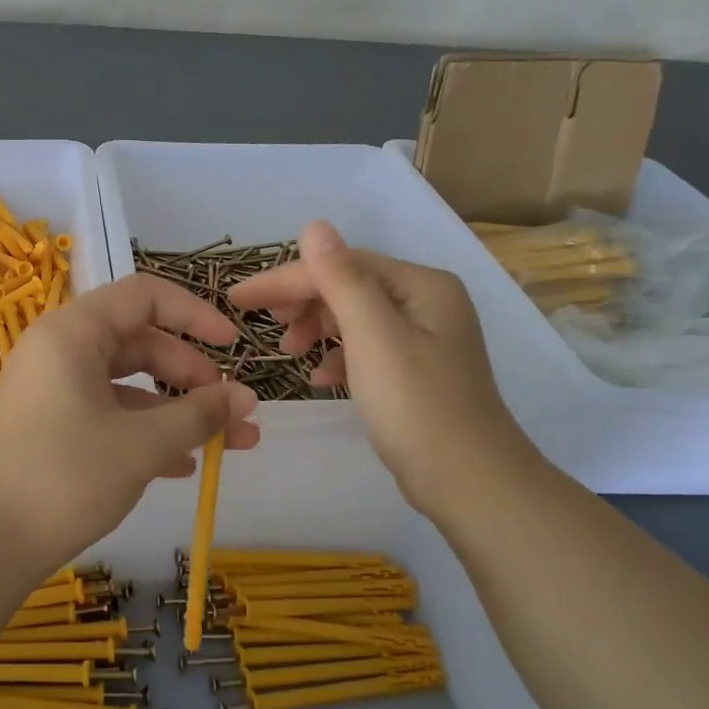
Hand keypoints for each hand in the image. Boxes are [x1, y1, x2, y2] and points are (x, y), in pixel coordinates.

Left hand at [0, 273, 259, 573]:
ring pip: (128, 384)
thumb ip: (199, 415)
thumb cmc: (67, 477)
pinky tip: (183, 466)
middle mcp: (59, 351)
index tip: (234, 345)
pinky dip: (146, 432)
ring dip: (177, 411)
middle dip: (192, 376)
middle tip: (232, 410)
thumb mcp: (142, 444)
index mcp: (72, 333)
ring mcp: (53, 389)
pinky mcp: (52, 425)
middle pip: (140, 342)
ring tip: (228, 443)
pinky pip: (109, 413)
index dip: (195, 314)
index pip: (143, 296)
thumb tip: (246, 397)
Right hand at [227, 220, 537, 517]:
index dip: (287, 279)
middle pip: (349, 286)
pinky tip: (321, 378)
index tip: (240, 299)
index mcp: (421, 285)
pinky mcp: (417, 371)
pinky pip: (366, 348)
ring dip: (317, 329)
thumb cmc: (416, 406)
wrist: (469, 482)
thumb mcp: (373, 338)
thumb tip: (313, 226)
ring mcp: (425, 337)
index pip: (342, 265)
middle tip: (265, 327)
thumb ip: (341, 280)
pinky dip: (338, 356)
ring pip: (355, 317)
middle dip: (303, 302)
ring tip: (289, 354)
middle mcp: (427, 302)